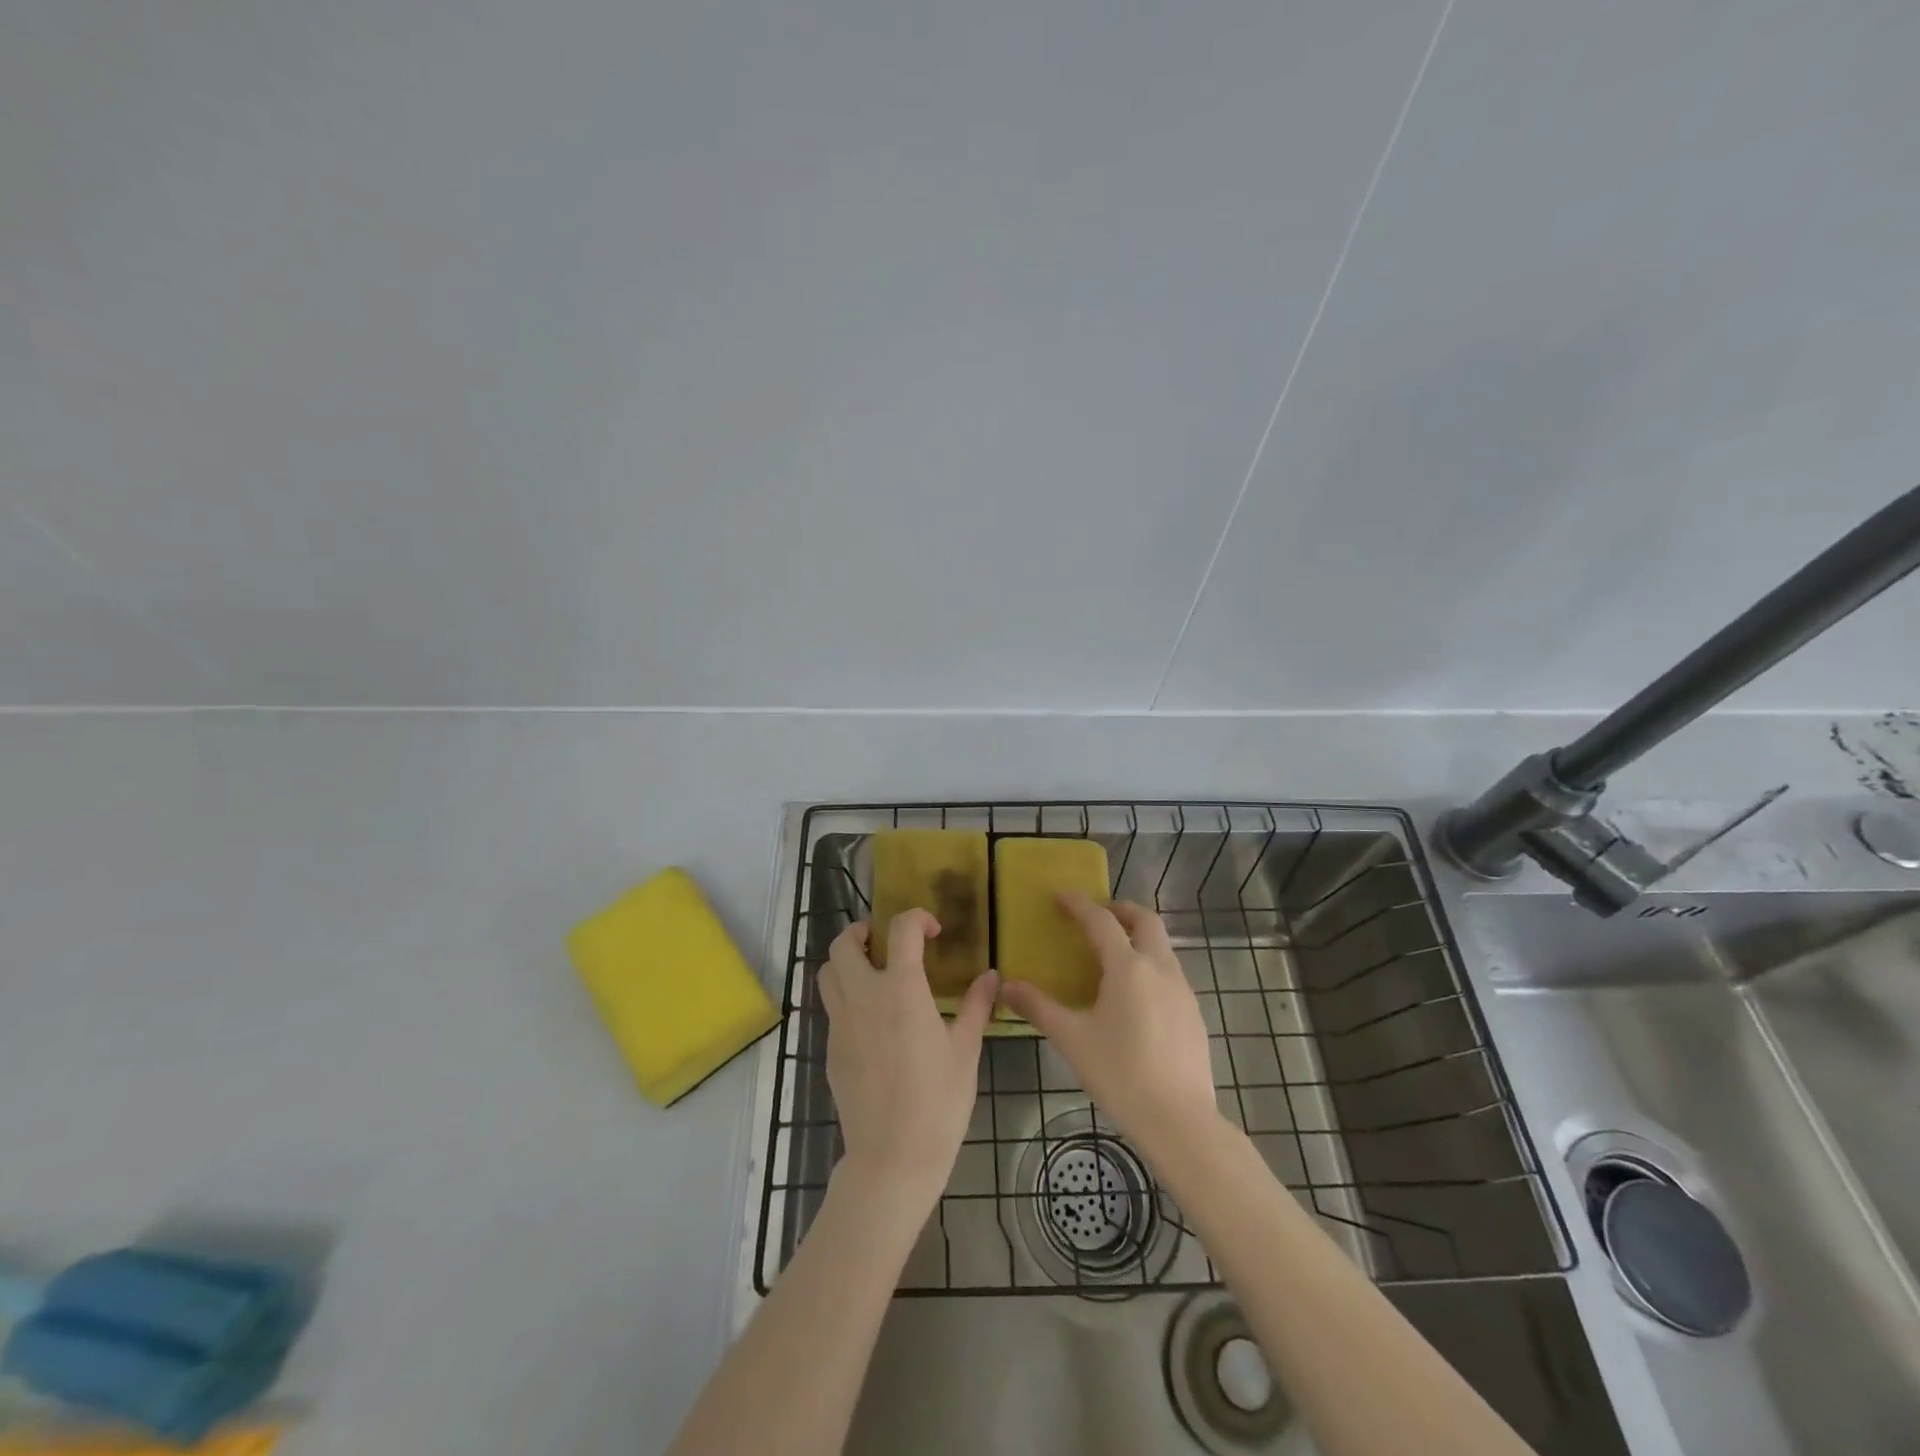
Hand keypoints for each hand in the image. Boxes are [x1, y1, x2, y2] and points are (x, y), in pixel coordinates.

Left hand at [820, 911, 997, 1214]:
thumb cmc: (938, 1102)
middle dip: (863, 932)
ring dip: (846, 961)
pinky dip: (845, 996)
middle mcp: (863, 996)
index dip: (917, 918)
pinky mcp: (831, 1049)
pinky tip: (871, 1020)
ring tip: (871, 973)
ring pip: (827, 973)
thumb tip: (991, 976)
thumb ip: (975, 1006)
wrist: (892, 1158)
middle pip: (844, 944)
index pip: (901, 929)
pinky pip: (831, 1007)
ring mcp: (841, 1023)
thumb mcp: (965, 1051)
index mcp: (900, 989)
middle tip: (885, 942)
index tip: (933, 932)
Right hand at [999, 894, 1219, 1156]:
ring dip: (1138, 937)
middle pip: (1145, 921)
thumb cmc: (1120, 1074)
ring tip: (1114, 954)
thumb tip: (1007, 986)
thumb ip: (1039, 1008)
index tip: (1061, 896)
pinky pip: (1171, 973)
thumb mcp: (1072, 1039)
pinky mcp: (1193, 1013)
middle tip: (1097, 915)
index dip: (1079, 905)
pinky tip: (1135, 996)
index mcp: (1128, 967)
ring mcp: (1182, 990)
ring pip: (1162, 946)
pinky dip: (1151, 965)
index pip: (1101, 921)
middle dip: (1121, 910)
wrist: (1180, 1121)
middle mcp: (1159, 968)